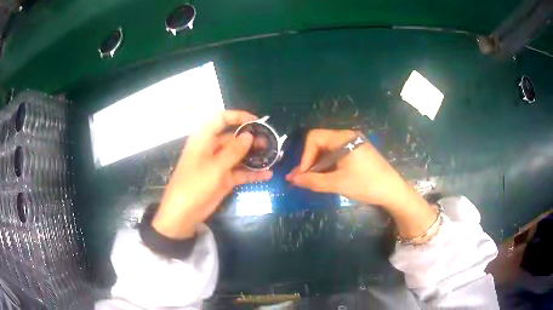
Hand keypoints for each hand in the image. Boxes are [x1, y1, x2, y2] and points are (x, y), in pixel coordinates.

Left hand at [152, 111, 272, 238]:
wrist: (184, 213)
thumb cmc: (195, 184)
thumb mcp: (215, 166)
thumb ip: (234, 150)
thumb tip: (249, 135)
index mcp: (204, 139)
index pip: (221, 119)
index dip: (238, 116)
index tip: (256, 121)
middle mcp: (212, 148)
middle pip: (233, 138)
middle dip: (251, 139)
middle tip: (270, 142)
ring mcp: (218, 164)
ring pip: (239, 155)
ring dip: (254, 156)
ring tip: (272, 157)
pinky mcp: (224, 179)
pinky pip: (240, 172)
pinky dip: (252, 173)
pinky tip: (267, 174)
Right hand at [286, 129, 407, 208]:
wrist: (393, 191)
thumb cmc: (366, 184)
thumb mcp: (337, 183)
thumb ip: (313, 180)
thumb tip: (292, 179)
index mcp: (343, 138)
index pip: (314, 137)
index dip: (304, 155)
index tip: (302, 174)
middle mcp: (347, 137)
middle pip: (320, 142)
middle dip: (309, 161)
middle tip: (301, 179)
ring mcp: (353, 144)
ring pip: (327, 150)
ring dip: (317, 164)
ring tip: (309, 180)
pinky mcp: (357, 153)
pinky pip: (336, 155)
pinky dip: (327, 165)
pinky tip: (323, 177)